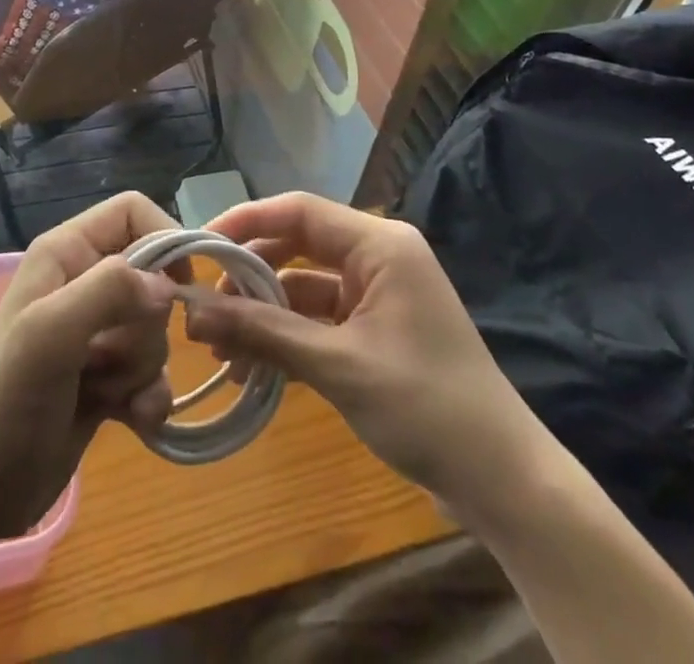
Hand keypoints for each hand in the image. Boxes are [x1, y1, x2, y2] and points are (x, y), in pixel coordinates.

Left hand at [0, 193, 182, 540]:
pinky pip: (154, 374)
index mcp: (67, 252)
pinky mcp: (107, 378)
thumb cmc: (6, 400)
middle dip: (146, 325)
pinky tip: (132, 420)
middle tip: (109, 356)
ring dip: (142, 367)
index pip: (133, 211)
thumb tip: (167, 286)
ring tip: (105, 393)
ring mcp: (97, 333)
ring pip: (156, 330)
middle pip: (154, 277)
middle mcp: (84, 282)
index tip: (182, 283)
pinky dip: (150, 397)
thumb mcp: (49, 332)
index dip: (165, 237)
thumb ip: (108, 290)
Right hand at [185, 193, 533, 501]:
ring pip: (304, 285)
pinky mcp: (375, 328)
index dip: (245, 222)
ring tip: (219, 347)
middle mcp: (378, 256)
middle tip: (203, 307)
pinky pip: (319, 317)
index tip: (197, 247)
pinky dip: (286, 335)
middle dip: (250, 275)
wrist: (503, 482)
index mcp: (380, 244)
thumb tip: (190, 311)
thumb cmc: (426, 407)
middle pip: (298, 245)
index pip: (299, 211)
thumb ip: (264, 333)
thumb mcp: (338, 366)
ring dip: (264, 312)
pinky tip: (252, 365)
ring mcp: (378, 293)